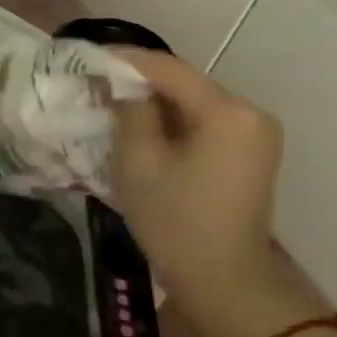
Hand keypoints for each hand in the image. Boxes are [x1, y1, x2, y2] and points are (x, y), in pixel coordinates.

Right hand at [109, 52, 311, 336]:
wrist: (223, 280)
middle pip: (183, 81)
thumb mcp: (138, 160)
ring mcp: (253, 133)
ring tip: (106, 100)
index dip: (123, 58)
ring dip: (150, 99)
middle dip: (136, 78)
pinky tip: (137, 125)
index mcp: (228, 112)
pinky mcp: (247, 152)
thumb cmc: (174, 220)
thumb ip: (128, 110)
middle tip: (90, 81)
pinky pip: (201, 120)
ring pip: (190, 101)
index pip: (168, 68)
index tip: (82, 56)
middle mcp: (250, 113)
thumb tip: (117, 81)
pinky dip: (168, 118)